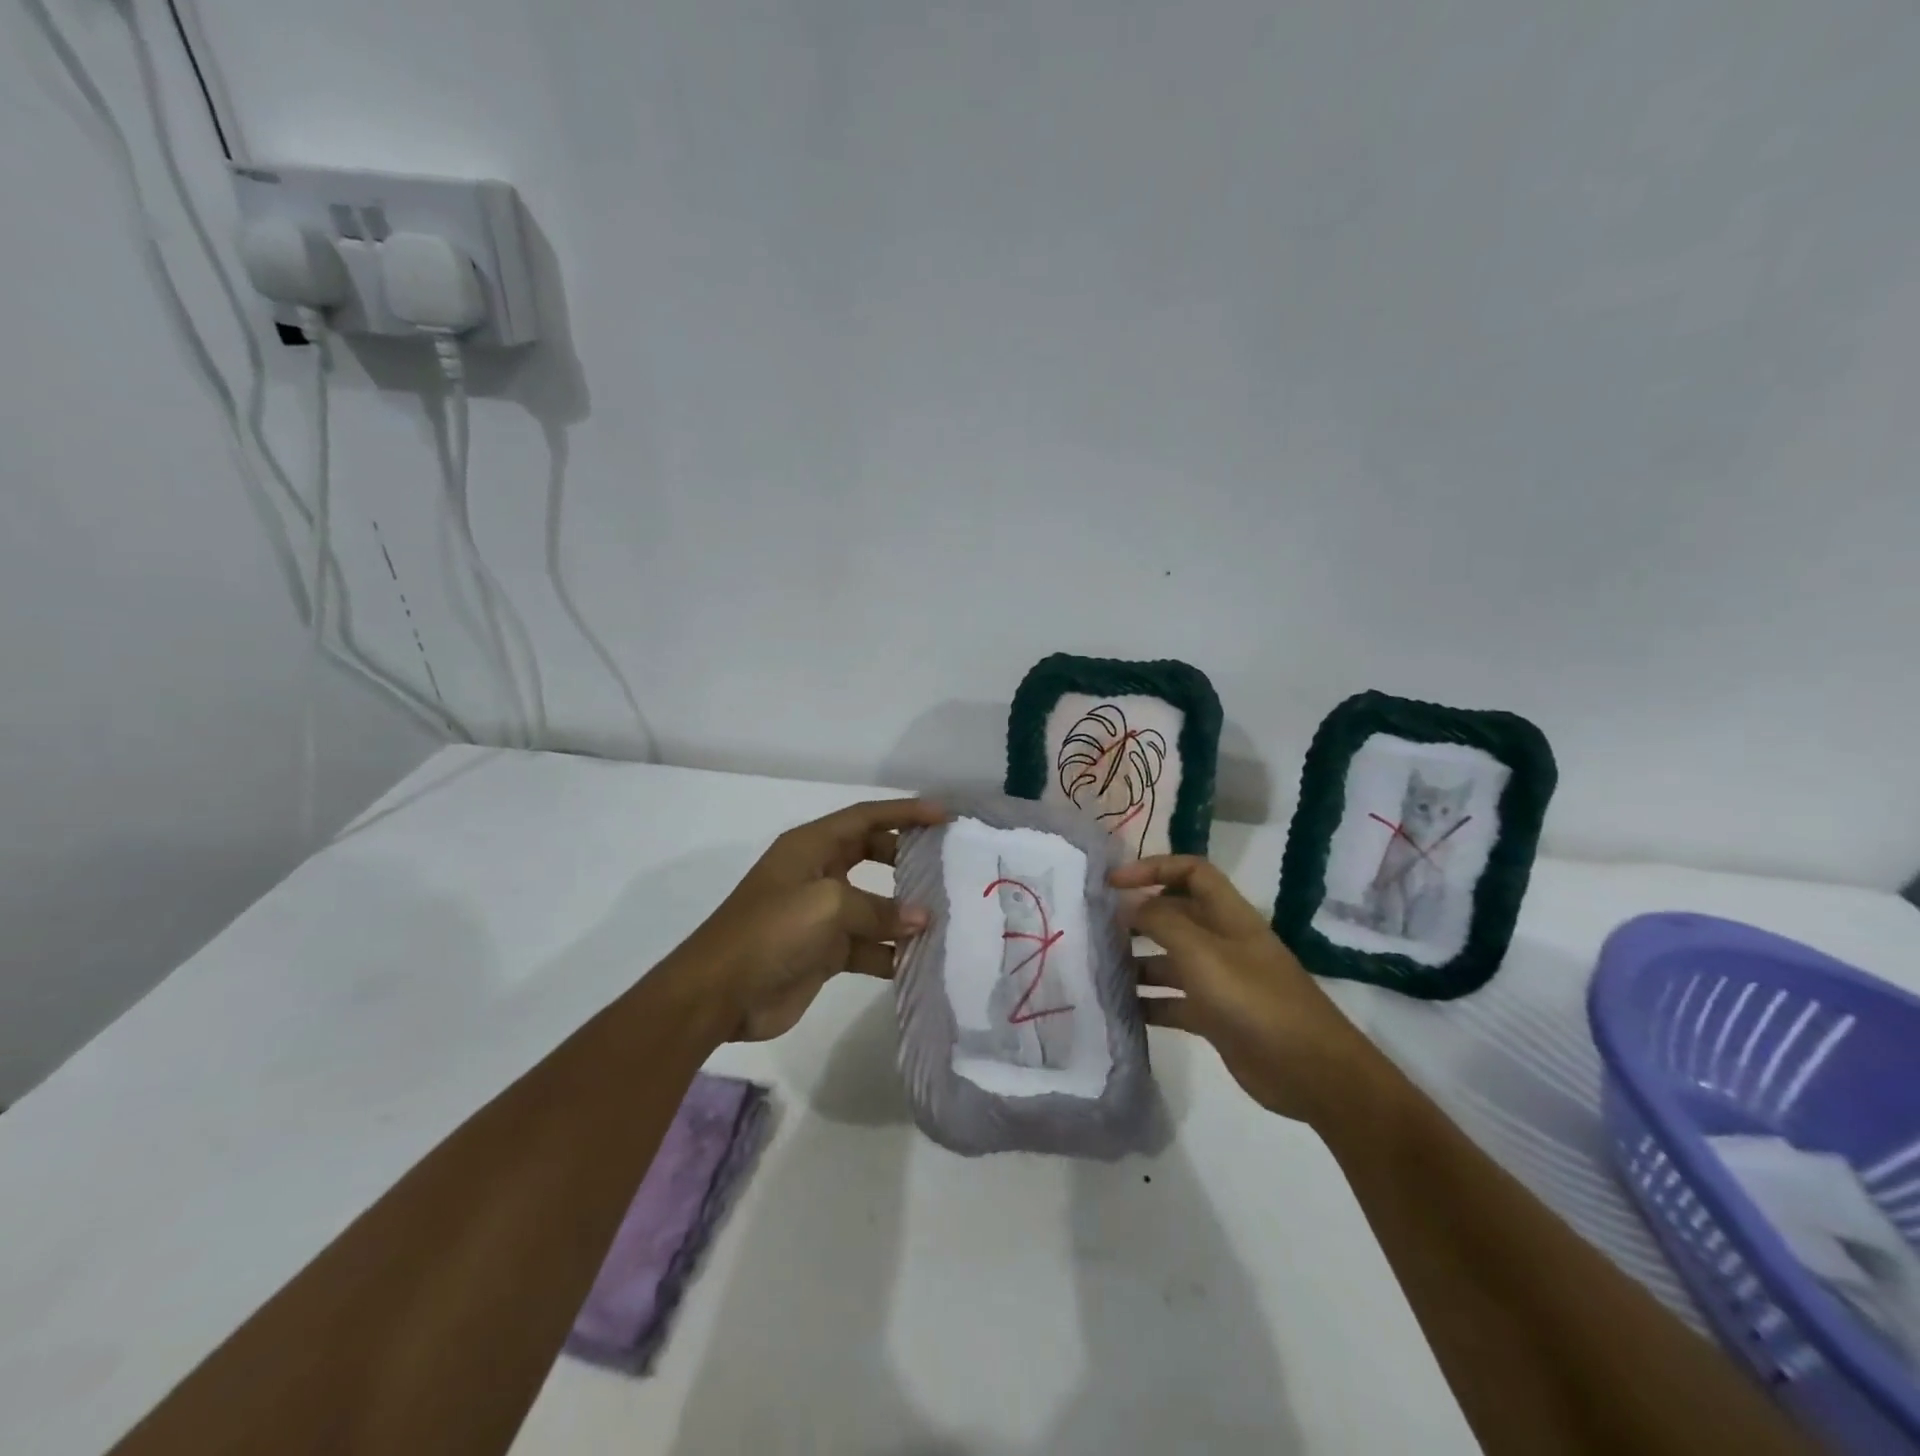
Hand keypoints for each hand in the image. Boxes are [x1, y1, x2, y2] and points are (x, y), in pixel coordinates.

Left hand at [673, 797, 946, 1041]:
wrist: (719, 994)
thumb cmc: (770, 931)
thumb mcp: (827, 906)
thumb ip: (878, 909)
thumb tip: (922, 919)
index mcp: (811, 847)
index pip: (866, 817)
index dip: (905, 812)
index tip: (944, 816)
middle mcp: (818, 873)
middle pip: (873, 854)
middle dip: (908, 857)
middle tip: (947, 864)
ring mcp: (821, 915)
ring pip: (874, 904)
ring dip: (904, 912)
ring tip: (946, 916)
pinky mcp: (824, 952)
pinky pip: (868, 945)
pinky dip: (891, 952)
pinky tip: (921, 960)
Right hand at [1112, 855, 1377, 1125]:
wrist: (1310, 1072)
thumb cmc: (1255, 1000)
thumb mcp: (1202, 953)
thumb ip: (1161, 922)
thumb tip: (1127, 902)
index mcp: (1228, 915)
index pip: (1190, 872)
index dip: (1153, 868)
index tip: (1113, 883)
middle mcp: (1222, 941)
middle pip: (1175, 915)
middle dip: (1137, 917)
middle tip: (1095, 928)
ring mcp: (1219, 981)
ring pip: (1169, 960)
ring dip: (1136, 962)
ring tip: (1100, 970)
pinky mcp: (1215, 1017)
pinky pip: (1172, 1001)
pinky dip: (1147, 1002)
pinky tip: (1119, 1009)